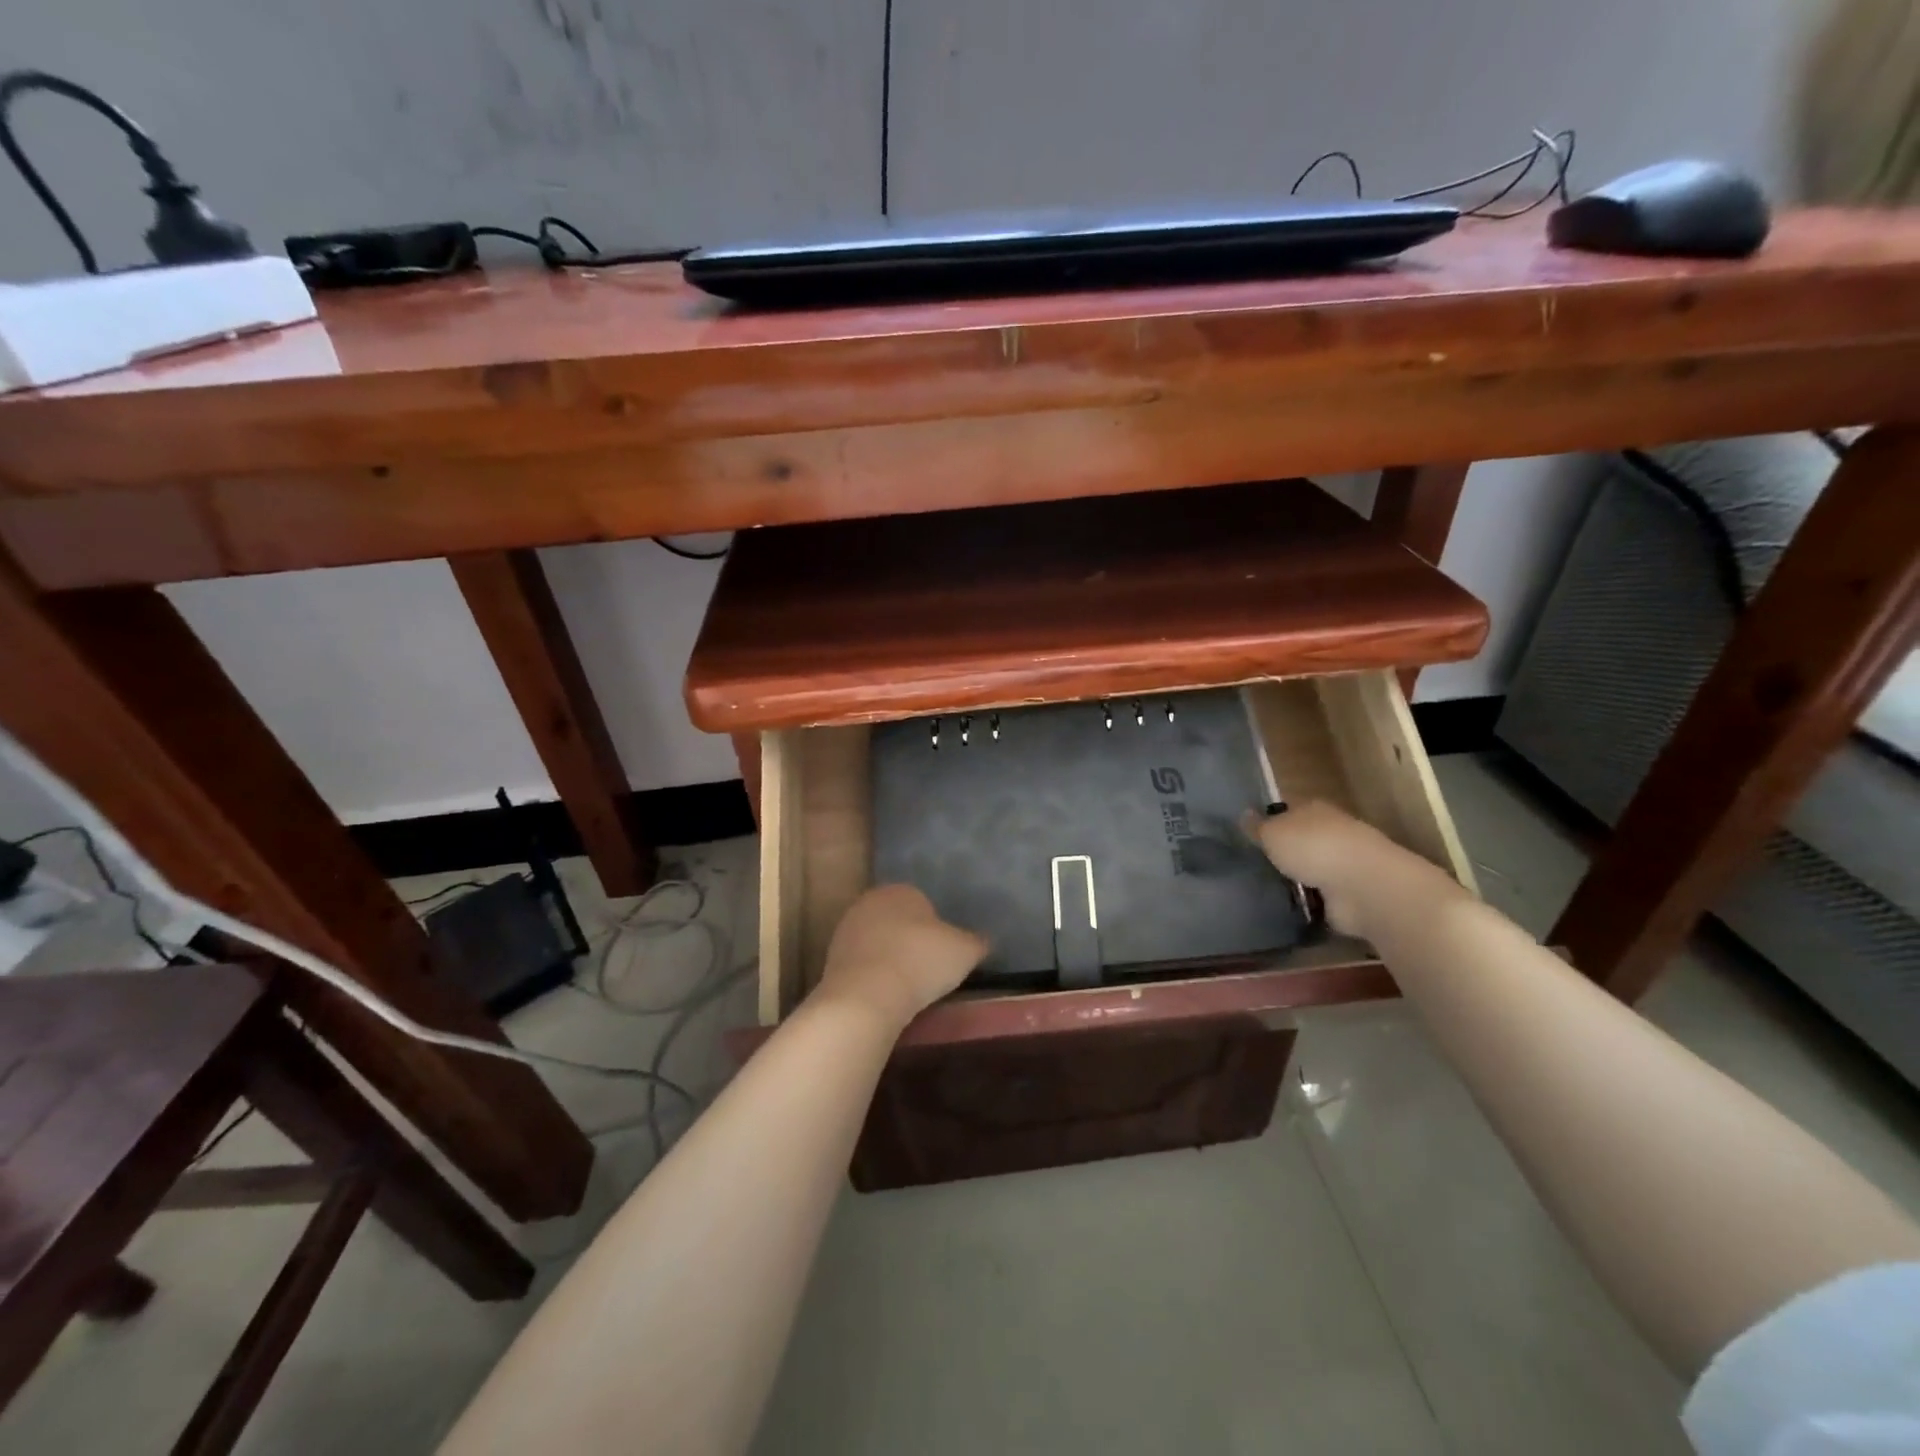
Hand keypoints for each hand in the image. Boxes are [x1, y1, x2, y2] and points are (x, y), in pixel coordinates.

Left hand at [815, 885, 987, 1030]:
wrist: (865, 996)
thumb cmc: (920, 962)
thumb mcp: (964, 951)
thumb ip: (977, 942)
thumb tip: (985, 941)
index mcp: (902, 890)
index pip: (924, 903)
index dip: (937, 930)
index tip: (944, 955)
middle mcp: (870, 901)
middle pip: (898, 920)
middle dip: (911, 941)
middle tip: (927, 970)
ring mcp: (846, 929)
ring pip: (878, 941)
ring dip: (890, 958)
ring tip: (906, 988)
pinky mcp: (830, 958)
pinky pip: (862, 964)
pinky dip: (873, 976)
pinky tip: (884, 995)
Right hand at [1241, 800, 1459, 938]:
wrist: (1362, 886)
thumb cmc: (1313, 847)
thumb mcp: (1272, 832)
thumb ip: (1257, 826)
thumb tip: (1243, 815)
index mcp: (1313, 810)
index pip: (1288, 811)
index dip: (1269, 821)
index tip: (1248, 836)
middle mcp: (1331, 833)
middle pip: (1300, 840)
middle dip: (1283, 852)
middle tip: (1253, 866)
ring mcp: (1342, 866)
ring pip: (1310, 870)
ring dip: (1295, 880)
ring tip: (1264, 890)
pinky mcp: (1348, 897)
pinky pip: (1320, 898)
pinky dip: (1308, 903)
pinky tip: (1285, 909)